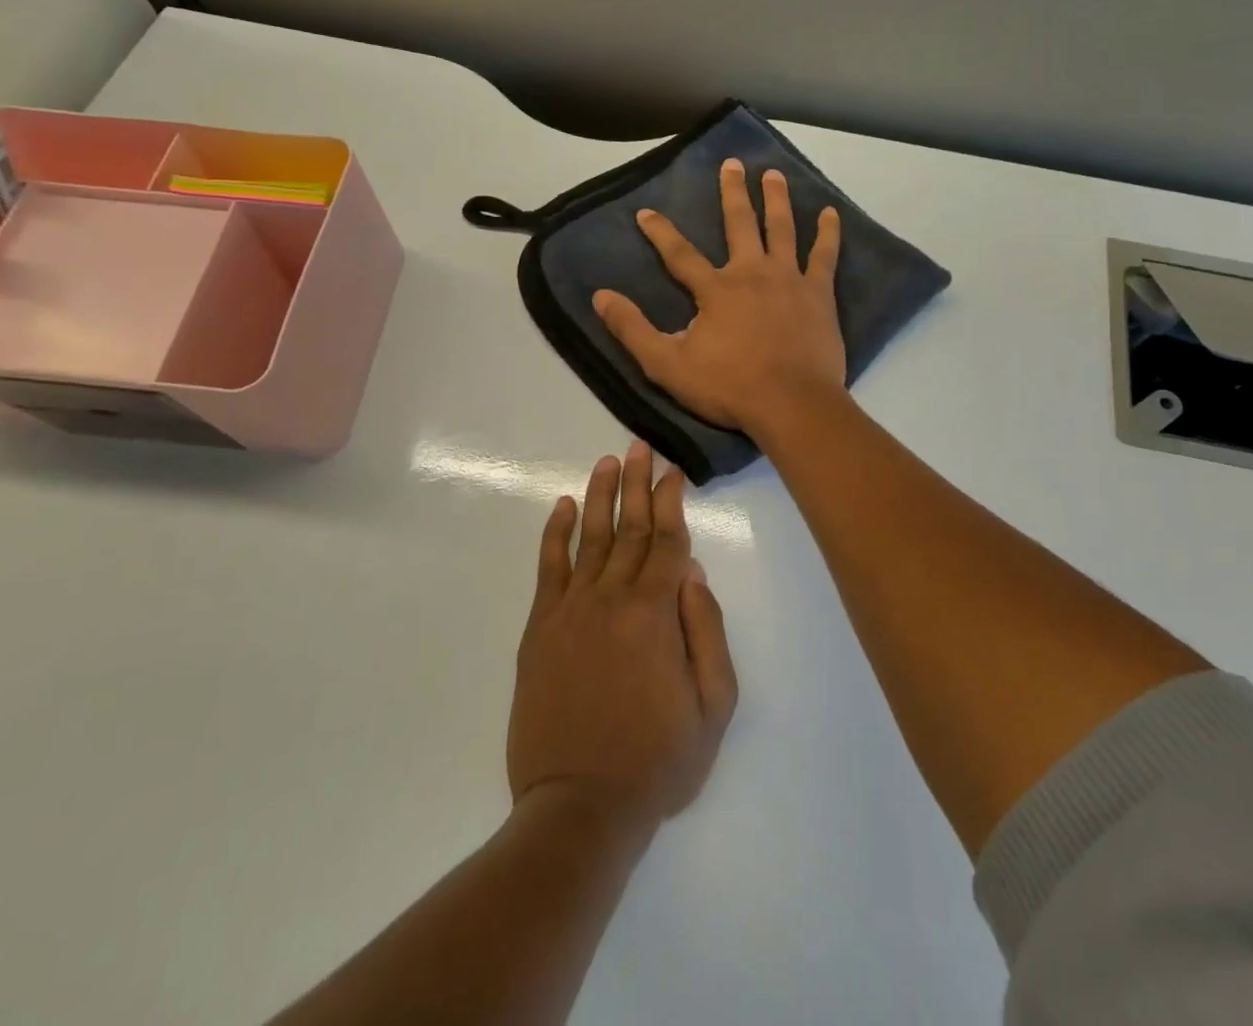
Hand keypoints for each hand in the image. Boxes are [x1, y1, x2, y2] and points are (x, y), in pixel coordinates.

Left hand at [508, 443, 737, 828]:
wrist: (579, 807)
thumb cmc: (656, 761)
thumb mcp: (713, 707)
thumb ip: (707, 631)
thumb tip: (693, 571)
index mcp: (656, 613)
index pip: (668, 541)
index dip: (672, 502)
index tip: (673, 470)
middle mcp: (612, 597)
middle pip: (630, 528)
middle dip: (637, 483)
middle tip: (639, 445)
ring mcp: (571, 609)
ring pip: (591, 537)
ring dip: (600, 495)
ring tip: (607, 461)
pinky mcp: (540, 628)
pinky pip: (549, 567)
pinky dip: (556, 533)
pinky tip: (562, 507)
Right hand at [592, 159, 844, 436]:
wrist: (792, 405)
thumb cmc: (729, 387)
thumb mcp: (667, 365)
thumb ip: (633, 329)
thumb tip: (601, 296)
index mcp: (716, 289)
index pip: (680, 254)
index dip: (660, 232)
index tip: (645, 212)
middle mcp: (752, 273)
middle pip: (740, 224)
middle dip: (732, 192)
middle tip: (731, 164)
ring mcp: (789, 280)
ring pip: (782, 228)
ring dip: (776, 199)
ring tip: (773, 173)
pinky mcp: (819, 294)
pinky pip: (824, 255)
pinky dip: (828, 233)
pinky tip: (831, 214)